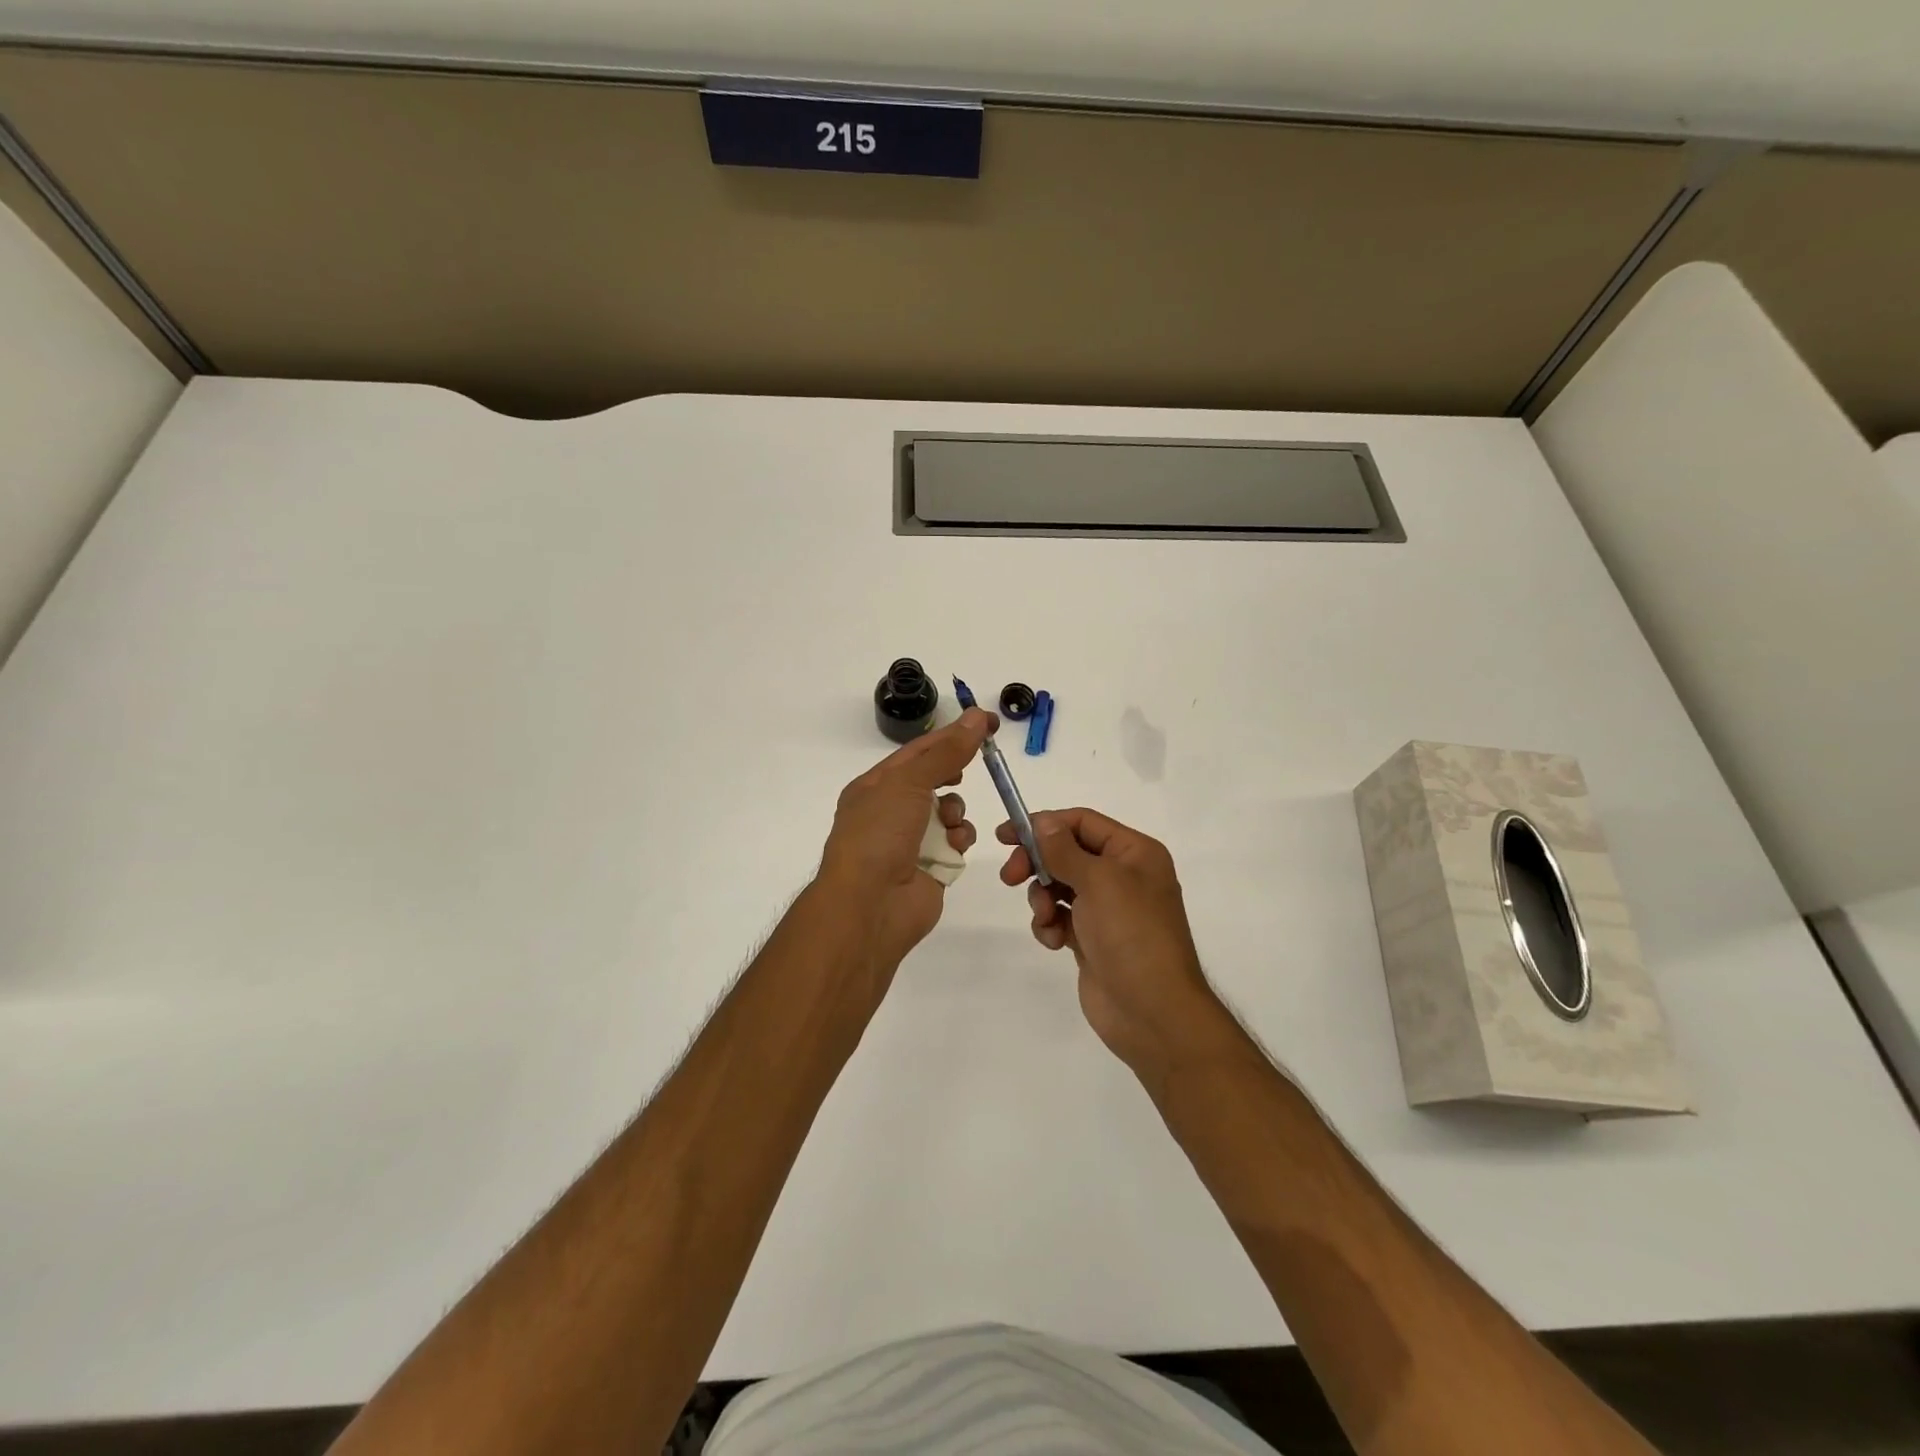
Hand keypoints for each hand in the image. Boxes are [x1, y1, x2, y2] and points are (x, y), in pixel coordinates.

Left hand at [816, 708, 993, 978]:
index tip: (988, 722)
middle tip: (985, 759)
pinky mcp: (931, 867)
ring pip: (948, 811)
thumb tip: (975, 718)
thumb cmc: (880, 834)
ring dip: (956, 811)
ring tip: (950, 820)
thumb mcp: (909, 782)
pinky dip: (959, 840)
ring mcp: (910, 841)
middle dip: (956, 772)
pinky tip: (955, 845)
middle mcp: (891, 810)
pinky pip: (955, 842)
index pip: (919, 750)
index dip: (953, 734)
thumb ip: (945, 752)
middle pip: (934, 779)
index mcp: (876, 786)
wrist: (870, 905)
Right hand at [999, 808, 1231, 1079]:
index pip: (1082, 822)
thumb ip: (1064, 849)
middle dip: (1038, 863)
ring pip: (1059, 886)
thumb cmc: (1131, 934)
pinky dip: (1050, 925)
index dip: (1044, 824)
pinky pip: (1060, 918)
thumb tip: (1043, 822)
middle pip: (1066, 852)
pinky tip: (1054, 941)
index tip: (1007, 835)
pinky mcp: (1092, 939)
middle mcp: (1123, 875)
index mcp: (1134, 853)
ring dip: (1043, 898)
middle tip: (1010, 877)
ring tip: (1046, 918)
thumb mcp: (1099, 881)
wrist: (1152, 1012)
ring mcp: (1107, 909)